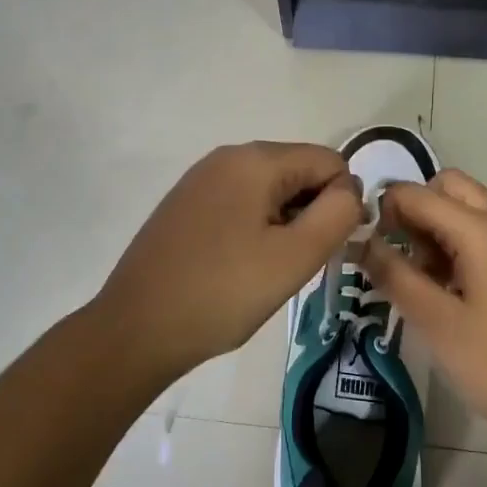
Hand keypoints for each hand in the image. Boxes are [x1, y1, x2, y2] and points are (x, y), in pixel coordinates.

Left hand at [93, 141, 363, 381]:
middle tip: (293, 264)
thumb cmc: (222, 293)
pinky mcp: (185, 205)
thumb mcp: (294, 257)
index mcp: (254, 159)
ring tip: (265, 271)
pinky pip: (240, 205)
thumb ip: (337, 215)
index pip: (330, 162)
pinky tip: (239, 268)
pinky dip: (254, 230)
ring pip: (271, 192)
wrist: (136, 329)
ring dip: (283, 226)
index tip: (324, 250)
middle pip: (299, 172)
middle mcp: (226, 157)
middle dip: (310, 214)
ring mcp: (200, 180)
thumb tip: (350, 191)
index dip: (341, 204)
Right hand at [362, 169, 486, 458]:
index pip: (418, 194)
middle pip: (450, 187)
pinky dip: (464, 244)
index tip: (366, 246)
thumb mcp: (438, 324)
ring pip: (472, 209)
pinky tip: (455, 293)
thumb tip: (362, 242)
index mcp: (482, 230)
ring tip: (424, 280)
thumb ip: (395, 276)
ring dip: (439, 227)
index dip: (384, 210)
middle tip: (400, 256)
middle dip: (416, 209)